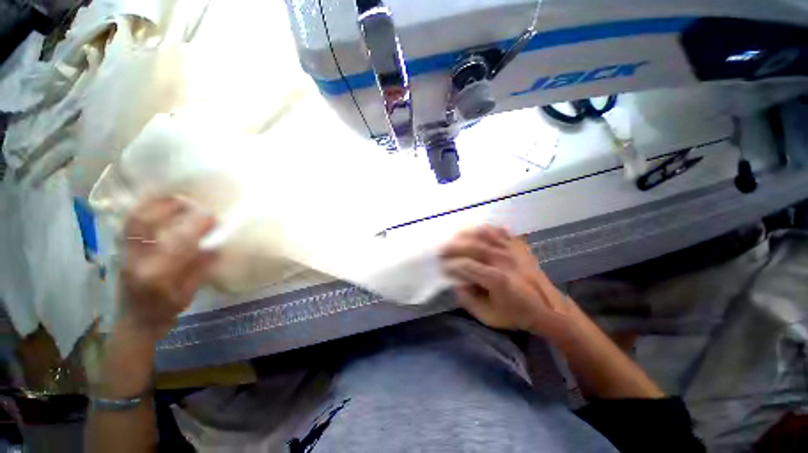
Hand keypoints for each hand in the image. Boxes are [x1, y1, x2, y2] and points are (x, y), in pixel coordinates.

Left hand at [120, 197, 216, 340]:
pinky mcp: (121, 249)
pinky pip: (130, 223)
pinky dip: (143, 209)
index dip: (196, 225)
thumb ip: (200, 268)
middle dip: (170, 206)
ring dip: (155, 204)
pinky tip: (158, 205)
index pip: (178, 241)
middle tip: (192, 201)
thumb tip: (215, 245)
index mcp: (157, 275)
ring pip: (134, 219)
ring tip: (176, 198)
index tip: (213, 216)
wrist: (134, 322)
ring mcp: (124, 253)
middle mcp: (136, 259)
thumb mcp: (189, 294)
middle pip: (146, 222)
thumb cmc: (165, 311)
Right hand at [441, 226, 579, 341]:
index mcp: (496, 278)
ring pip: (485, 234)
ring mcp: (512, 250)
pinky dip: (487, 229)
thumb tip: (457, 283)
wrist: (549, 310)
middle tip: (442, 250)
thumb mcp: (489, 317)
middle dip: (453, 246)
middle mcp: (503, 260)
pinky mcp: (519, 246)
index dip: (451, 265)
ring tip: (455, 237)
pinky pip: (500, 231)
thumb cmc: (517, 315)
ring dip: (467, 234)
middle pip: (472, 245)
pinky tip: (478, 231)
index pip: (466, 265)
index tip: (442, 268)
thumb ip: (468, 301)